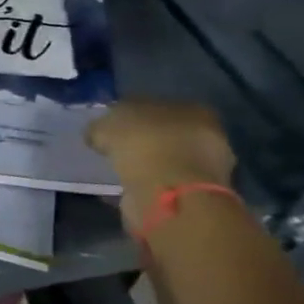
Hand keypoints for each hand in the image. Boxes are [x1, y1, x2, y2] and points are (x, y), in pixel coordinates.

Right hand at [88, 100, 236, 234]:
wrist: (168, 193)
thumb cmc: (144, 143)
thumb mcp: (107, 124)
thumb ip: (101, 126)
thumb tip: (96, 134)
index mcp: (193, 110)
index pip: (158, 107)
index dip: (133, 116)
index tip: (113, 127)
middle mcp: (207, 137)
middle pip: (165, 134)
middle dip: (142, 141)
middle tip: (115, 149)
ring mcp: (204, 170)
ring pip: (165, 162)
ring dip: (144, 166)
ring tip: (118, 171)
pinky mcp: (193, 197)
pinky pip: (161, 185)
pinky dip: (145, 186)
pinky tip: (126, 190)